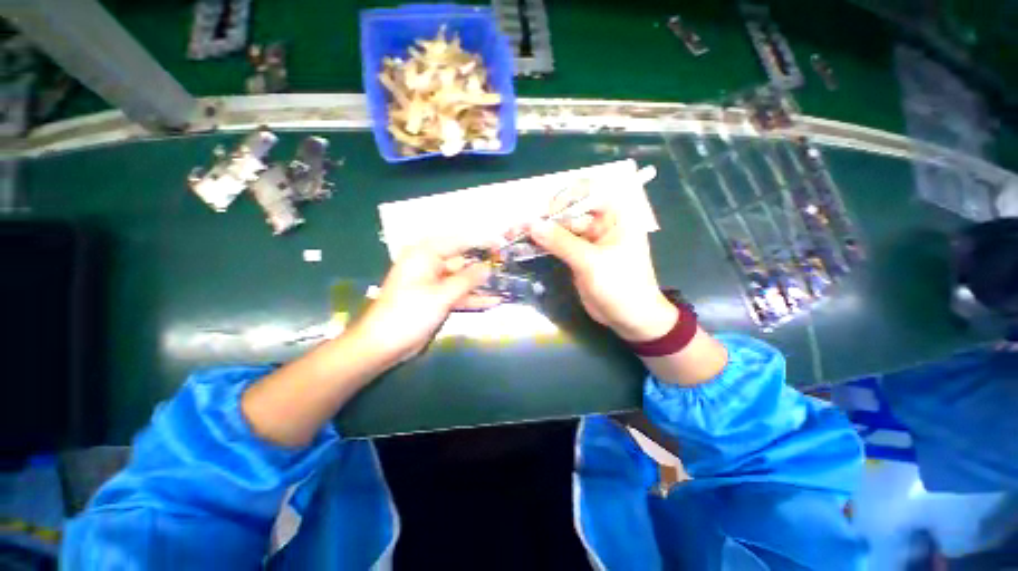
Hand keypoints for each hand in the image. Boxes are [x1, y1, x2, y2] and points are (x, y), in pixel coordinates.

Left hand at [351, 241, 499, 363]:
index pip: (458, 241)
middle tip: (507, 267)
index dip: (481, 242)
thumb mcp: (442, 295)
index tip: (501, 244)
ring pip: (462, 279)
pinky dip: (472, 298)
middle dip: (483, 265)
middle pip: (462, 260)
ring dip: (480, 284)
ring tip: (505, 284)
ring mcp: (434, 283)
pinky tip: (493, 301)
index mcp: (425, 254)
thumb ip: (467, 280)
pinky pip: (458, 294)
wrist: (383, 344)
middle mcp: (430, 264)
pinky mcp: (436, 299)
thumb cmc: (409, 313)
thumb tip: (488, 267)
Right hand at [527, 206, 676, 341]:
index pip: (588, 192)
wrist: (629, 318)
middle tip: (520, 228)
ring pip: (559, 228)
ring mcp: (588, 239)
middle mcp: (601, 223)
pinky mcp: (577, 255)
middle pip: (568, 211)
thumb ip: (562, 243)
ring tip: (513, 234)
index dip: (566, 198)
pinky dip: (541, 244)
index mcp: (615, 216)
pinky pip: (557, 244)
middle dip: (545, 219)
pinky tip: (523, 245)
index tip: (548, 214)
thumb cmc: (621, 286)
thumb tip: (532, 225)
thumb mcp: (592, 263)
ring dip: (538, 231)